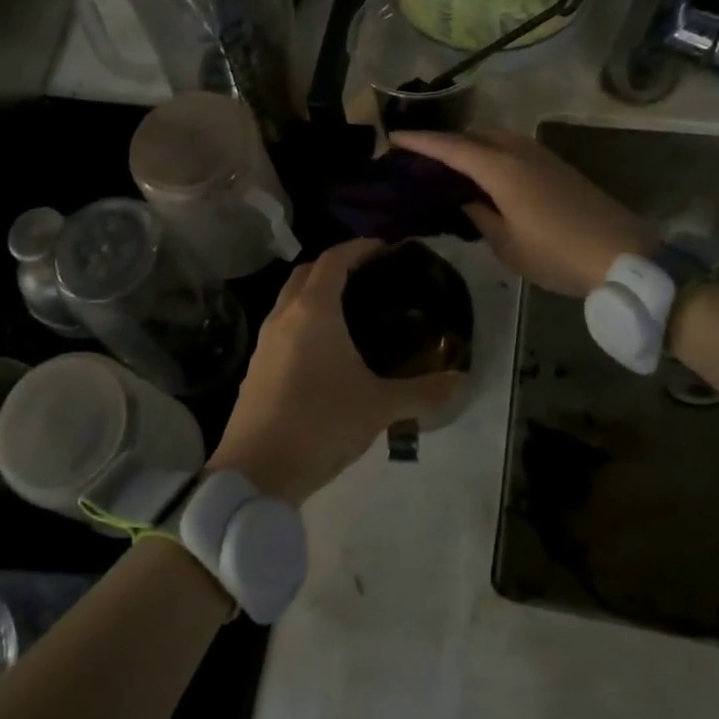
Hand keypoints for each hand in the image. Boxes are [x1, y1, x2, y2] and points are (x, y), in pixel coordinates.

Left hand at [209, 239, 462, 506]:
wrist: (256, 470)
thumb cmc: (321, 424)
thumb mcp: (379, 407)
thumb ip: (423, 392)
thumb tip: (462, 382)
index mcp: (313, 311)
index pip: (333, 259)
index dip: (358, 248)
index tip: (384, 248)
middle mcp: (284, 315)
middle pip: (306, 272)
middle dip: (335, 265)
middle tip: (368, 276)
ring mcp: (264, 341)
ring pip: (289, 299)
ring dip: (315, 293)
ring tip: (350, 310)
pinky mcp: (256, 366)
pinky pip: (281, 325)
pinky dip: (302, 320)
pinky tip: (324, 348)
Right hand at [389, 129, 652, 296]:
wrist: (623, 255)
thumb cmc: (557, 254)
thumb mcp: (507, 245)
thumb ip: (479, 216)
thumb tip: (464, 200)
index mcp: (501, 170)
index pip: (451, 148)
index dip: (421, 142)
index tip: (395, 137)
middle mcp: (520, 152)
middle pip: (475, 134)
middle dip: (447, 141)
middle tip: (423, 160)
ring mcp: (542, 156)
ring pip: (497, 138)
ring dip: (472, 146)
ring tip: (453, 170)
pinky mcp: (558, 167)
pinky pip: (514, 148)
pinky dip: (493, 154)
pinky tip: (488, 178)